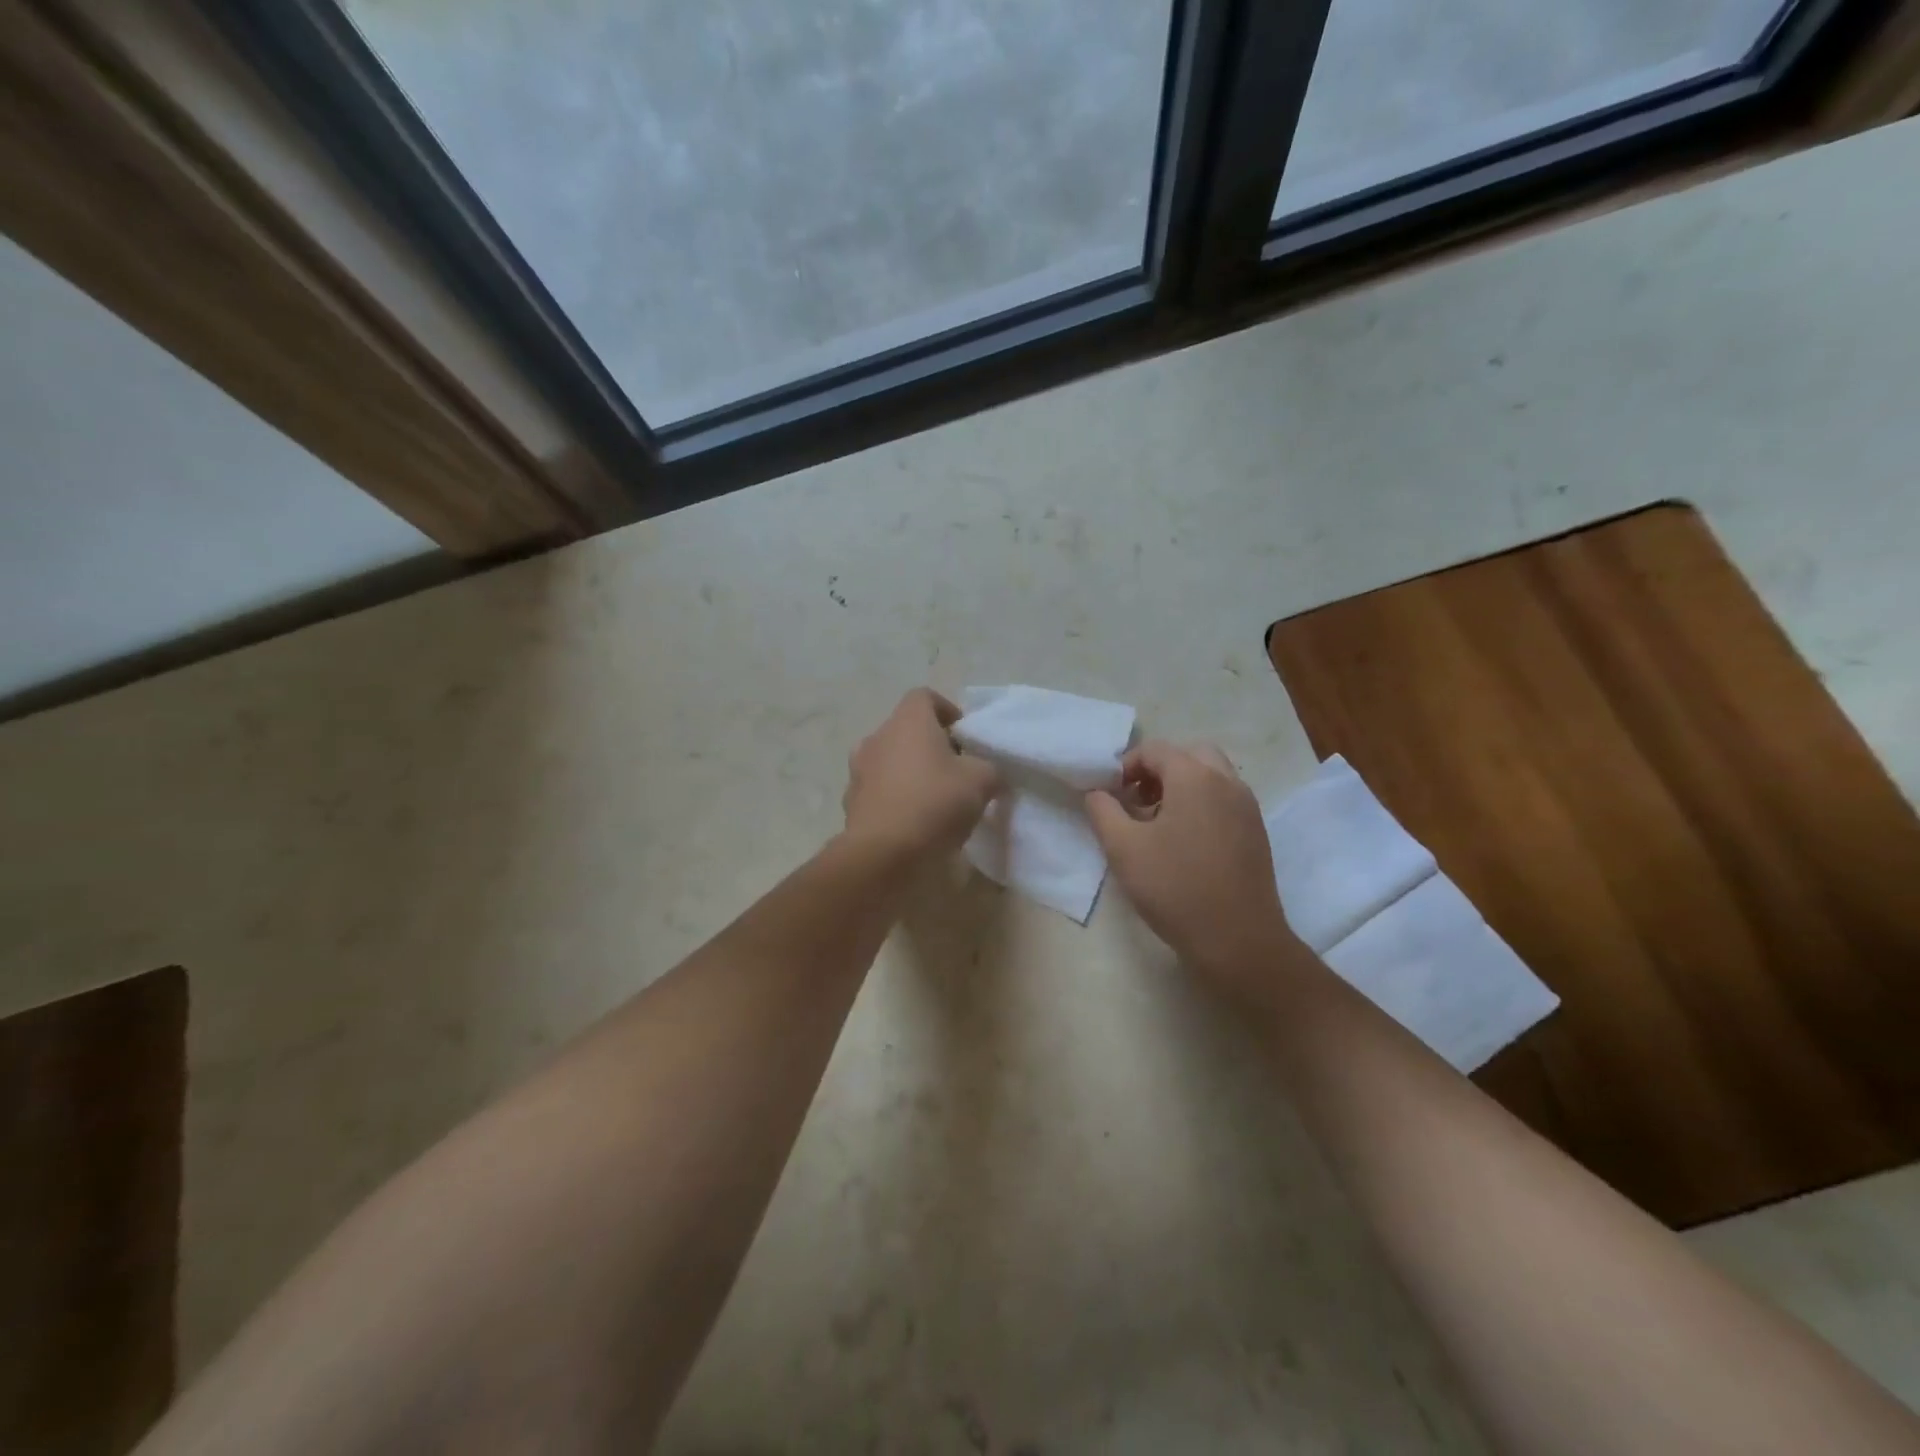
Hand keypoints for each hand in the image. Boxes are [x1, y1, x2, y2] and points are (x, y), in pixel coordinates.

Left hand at [843, 690, 1001, 859]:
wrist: (883, 854)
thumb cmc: (934, 803)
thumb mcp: (982, 781)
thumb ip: (988, 768)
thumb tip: (985, 772)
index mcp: (907, 721)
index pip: (924, 697)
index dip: (948, 712)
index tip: (966, 738)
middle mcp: (877, 737)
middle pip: (907, 730)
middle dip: (931, 746)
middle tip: (957, 771)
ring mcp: (858, 771)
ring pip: (890, 761)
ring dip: (910, 773)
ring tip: (935, 800)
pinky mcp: (851, 803)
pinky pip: (879, 791)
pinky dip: (895, 799)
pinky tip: (914, 823)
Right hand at [1086, 741, 1300, 985]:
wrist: (1238, 939)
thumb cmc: (1175, 888)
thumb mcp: (1123, 848)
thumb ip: (1103, 811)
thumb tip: (1097, 792)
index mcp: (1195, 777)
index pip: (1155, 750)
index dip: (1126, 766)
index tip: (1110, 796)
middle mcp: (1227, 782)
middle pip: (1189, 755)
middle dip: (1158, 770)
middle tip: (1136, 801)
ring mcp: (1247, 807)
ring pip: (1211, 776)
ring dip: (1181, 786)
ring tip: (1157, 823)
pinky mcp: (1256, 832)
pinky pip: (1225, 800)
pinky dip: (1201, 804)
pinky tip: (1184, 843)